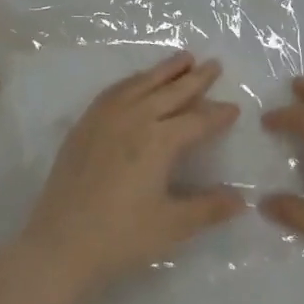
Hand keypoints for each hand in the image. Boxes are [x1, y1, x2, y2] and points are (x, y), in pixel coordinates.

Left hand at [16, 51, 245, 303]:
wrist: (59, 245)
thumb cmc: (121, 237)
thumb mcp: (172, 226)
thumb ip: (209, 209)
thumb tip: (243, 200)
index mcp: (159, 140)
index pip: (197, 120)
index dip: (218, 114)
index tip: (234, 107)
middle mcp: (134, 119)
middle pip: (171, 92)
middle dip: (196, 78)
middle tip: (214, 64)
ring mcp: (105, 118)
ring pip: (141, 83)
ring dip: (165, 70)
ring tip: (183, 57)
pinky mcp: (84, 126)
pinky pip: (114, 91)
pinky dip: (133, 80)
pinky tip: (138, 80)